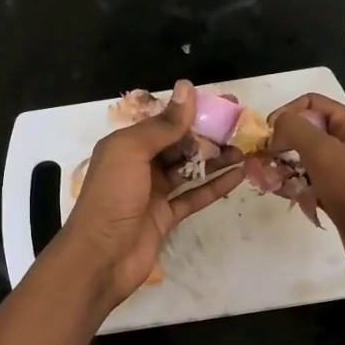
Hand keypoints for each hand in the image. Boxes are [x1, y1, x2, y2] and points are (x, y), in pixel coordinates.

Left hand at [58, 79, 243, 308]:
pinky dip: (215, 186)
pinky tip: (238, 175)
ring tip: (244, 150)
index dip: (192, 111)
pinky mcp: (166, 217)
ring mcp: (154, 192)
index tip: (224, 103)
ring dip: (215, 159)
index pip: (164, 121)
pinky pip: (194, 196)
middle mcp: (139, 165)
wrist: (100, 257)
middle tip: (240, 127)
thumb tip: (188, 87)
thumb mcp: (132, 151)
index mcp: (126, 145)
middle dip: (207, 135)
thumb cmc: (111, 197)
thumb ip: (163, 124)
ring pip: (189, 169)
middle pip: (179, 144)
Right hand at [268, 92, 344, 293]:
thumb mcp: (325, 154)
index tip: (266, 138)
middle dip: (282, 144)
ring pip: (308, 161)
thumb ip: (296, 130)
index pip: (312, 104)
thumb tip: (275, 126)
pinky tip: (284, 196)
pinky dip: (297, 188)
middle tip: (261, 163)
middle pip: (308, 133)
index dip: (286, 115)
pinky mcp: (342, 199)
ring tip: (267, 182)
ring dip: (285, 168)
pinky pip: (313, 185)